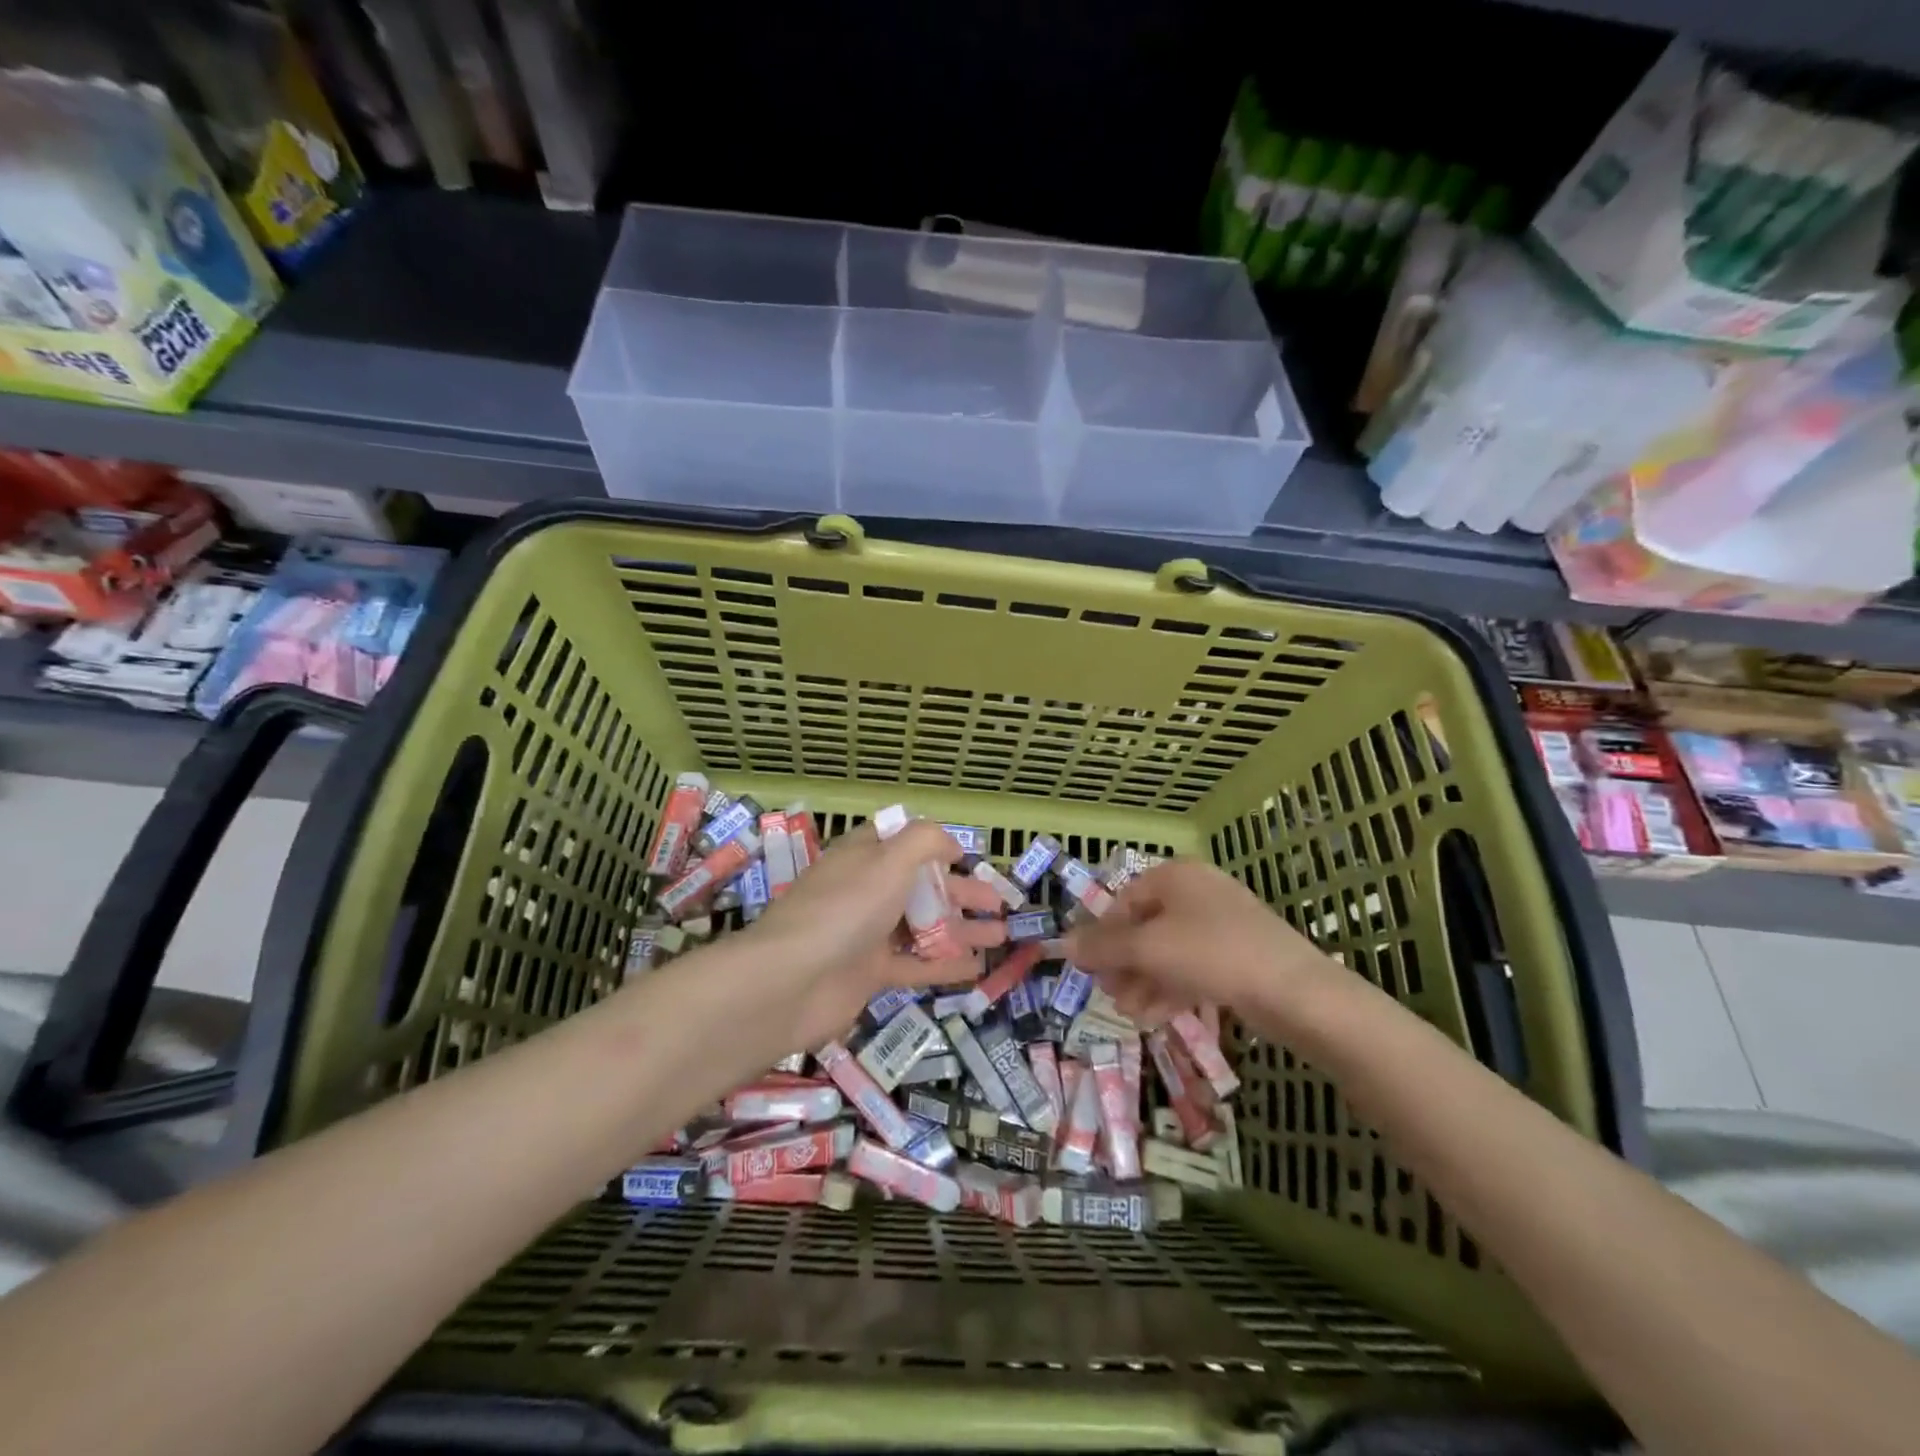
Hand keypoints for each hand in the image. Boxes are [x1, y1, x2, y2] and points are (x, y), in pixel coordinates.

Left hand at [741, 819, 1006, 1049]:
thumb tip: (950, 844)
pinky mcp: (868, 974)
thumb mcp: (889, 860)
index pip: (901, 842)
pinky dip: (945, 965)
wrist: (790, 982)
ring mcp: (866, 934)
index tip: (968, 857)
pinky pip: (914, 964)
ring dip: (961, 929)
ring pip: (922, 926)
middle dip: (961, 893)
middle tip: (999, 904)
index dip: (935, 846)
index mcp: (863, 856)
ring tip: (1002, 936)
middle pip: (920, 886)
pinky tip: (978, 968)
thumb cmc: (844, 908)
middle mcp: (865, 891)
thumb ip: (925, 841)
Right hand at [1063, 859, 1342, 1029]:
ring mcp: (1221, 923)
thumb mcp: (1147, 949)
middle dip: (1123, 964)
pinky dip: (1170, 988)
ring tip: (1130, 1013)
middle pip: (1144, 926)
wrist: (1295, 991)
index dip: (1102, 935)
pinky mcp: (1238, 954)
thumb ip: (1102, 947)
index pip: (1123, 900)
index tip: (1088, 968)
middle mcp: (1197, 892)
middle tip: (1109, 994)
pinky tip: (1155, 1017)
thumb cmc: (1212, 954)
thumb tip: (1061, 943)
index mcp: (1175, 876)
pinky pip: (1192, 966)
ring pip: (1168, 950)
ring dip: (1143, 981)